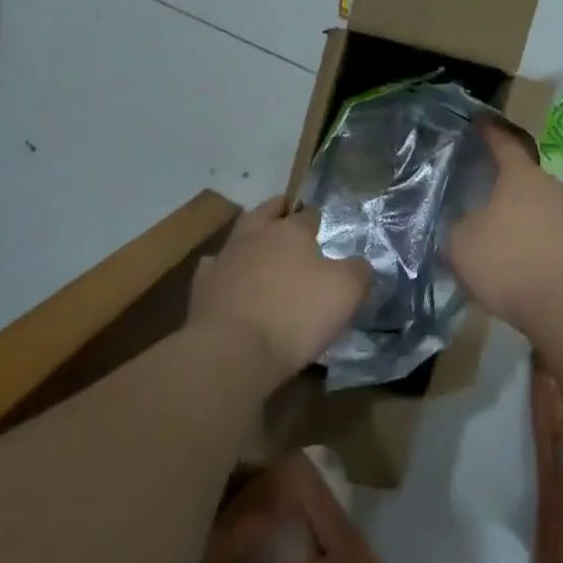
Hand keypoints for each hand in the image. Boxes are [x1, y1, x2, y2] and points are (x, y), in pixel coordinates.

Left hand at [189, 199, 368, 383]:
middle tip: (288, 215)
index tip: (323, 225)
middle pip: (267, 212)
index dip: (317, 218)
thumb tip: (359, 264)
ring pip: (238, 237)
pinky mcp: (202, 288)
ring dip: (250, 239)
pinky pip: (215, 269)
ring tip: (261, 248)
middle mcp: (255, 236)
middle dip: (278, 211)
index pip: (308, 214)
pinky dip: (225, 269)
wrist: (231, 351)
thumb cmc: (295, 315)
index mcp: (291, 231)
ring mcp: (224, 260)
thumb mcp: (346, 292)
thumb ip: (358, 271)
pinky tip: (231, 278)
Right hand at [448, 124, 562, 337]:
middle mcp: (552, 186)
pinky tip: (521, 260)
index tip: (478, 122)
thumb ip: (458, 224)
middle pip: (523, 176)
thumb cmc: (509, 264)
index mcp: (521, 176)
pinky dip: (535, 238)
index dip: (488, 133)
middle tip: (480, 195)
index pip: (502, 143)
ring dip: (520, 215)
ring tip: (499, 236)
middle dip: (502, 184)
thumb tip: (467, 222)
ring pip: (538, 205)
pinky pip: (551, 231)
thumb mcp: (462, 243)